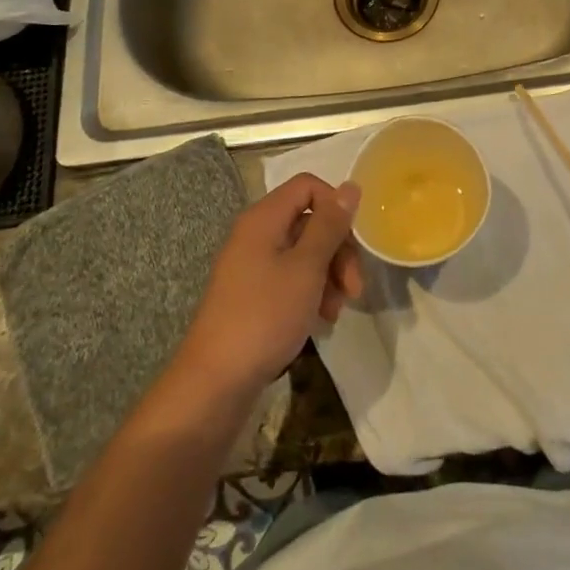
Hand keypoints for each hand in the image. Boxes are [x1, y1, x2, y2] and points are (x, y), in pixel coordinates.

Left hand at [174, 175, 363, 400]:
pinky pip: (291, 278)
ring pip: (304, 252)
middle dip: (338, 250)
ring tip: (337, 310)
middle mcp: (256, 234)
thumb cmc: (264, 316)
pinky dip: (311, 292)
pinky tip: (322, 319)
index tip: (352, 241)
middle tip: (354, 288)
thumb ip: (330, 225)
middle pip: (309, 221)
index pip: (308, 186)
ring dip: (329, 275)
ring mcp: (252, 266)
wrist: (215, 383)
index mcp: (263, 218)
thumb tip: (350, 186)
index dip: (335, 206)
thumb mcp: (306, 268)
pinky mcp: (253, 295)